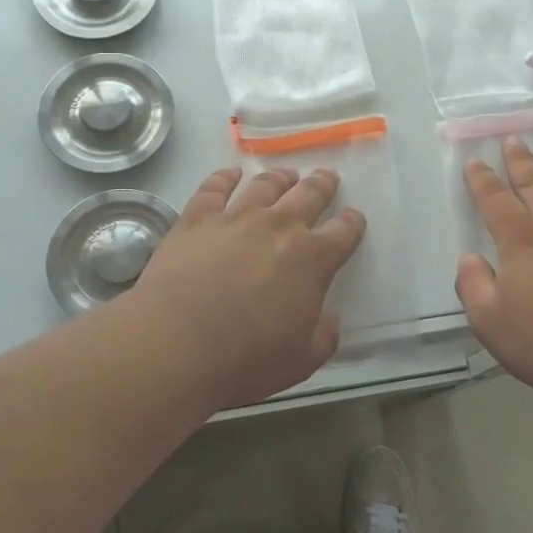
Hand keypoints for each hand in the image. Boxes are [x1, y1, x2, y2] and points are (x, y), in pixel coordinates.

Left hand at [131, 166, 365, 406]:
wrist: (178, 343)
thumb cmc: (246, 359)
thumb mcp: (302, 360)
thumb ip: (323, 335)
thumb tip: (329, 318)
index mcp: (312, 259)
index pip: (343, 232)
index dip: (352, 224)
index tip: (355, 219)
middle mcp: (279, 226)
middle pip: (308, 195)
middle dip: (322, 185)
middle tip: (327, 177)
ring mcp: (236, 217)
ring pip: (265, 186)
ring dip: (280, 178)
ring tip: (286, 174)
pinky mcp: (197, 218)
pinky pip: (214, 187)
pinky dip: (225, 176)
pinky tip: (231, 173)